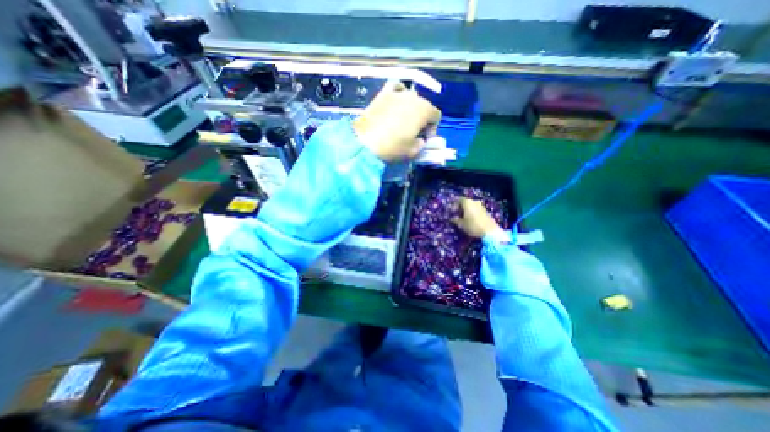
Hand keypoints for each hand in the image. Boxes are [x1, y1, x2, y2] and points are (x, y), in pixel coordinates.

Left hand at [353, 80, 442, 161]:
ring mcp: (397, 93)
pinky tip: (395, 102)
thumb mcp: (413, 151)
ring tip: (402, 121)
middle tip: (413, 133)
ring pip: (411, 98)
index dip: (432, 129)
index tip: (423, 139)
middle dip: (422, 119)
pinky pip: (395, 88)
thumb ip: (422, 144)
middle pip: (424, 106)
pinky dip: (398, 93)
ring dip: (411, 109)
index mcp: (424, 110)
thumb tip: (420, 139)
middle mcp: (413, 97)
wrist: (365, 143)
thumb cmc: (393, 148)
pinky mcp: (383, 94)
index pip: (436, 116)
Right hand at [453, 197, 505, 238]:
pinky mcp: (486, 211)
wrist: (490, 231)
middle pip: (466, 202)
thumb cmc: (473, 226)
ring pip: (471, 206)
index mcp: (467, 203)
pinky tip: (470, 219)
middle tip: (456, 214)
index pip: (459, 200)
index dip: (454, 205)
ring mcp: (481, 206)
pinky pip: (476, 209)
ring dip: (466, 210)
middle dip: (460, 208)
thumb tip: (452, 218)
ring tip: (463, 218)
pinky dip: (472, 213)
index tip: (451, 212)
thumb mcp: (461, 224)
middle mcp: (474, 202)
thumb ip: (455, 220)